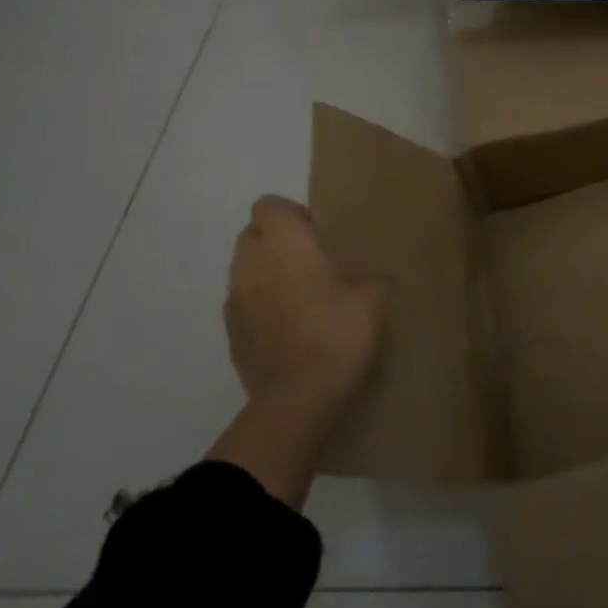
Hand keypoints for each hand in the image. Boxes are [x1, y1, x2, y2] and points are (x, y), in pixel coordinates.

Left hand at [208, 196, 388, 505]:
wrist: (298, 402)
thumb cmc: (338, 334)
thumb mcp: (376, 299)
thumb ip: (374, 278)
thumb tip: (374, 280)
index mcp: (284, 244)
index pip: (269, 205)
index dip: (293, 214)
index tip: (321, 234)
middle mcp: (251, 265)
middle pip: (253, 235)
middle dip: (278, 243)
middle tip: (314, 263)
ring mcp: (235, 303)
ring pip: (246, 272)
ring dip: (268, 276)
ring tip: (303, 298)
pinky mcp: (231, 338)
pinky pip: (244, 308)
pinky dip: (262, 310)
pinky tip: (291, 330)